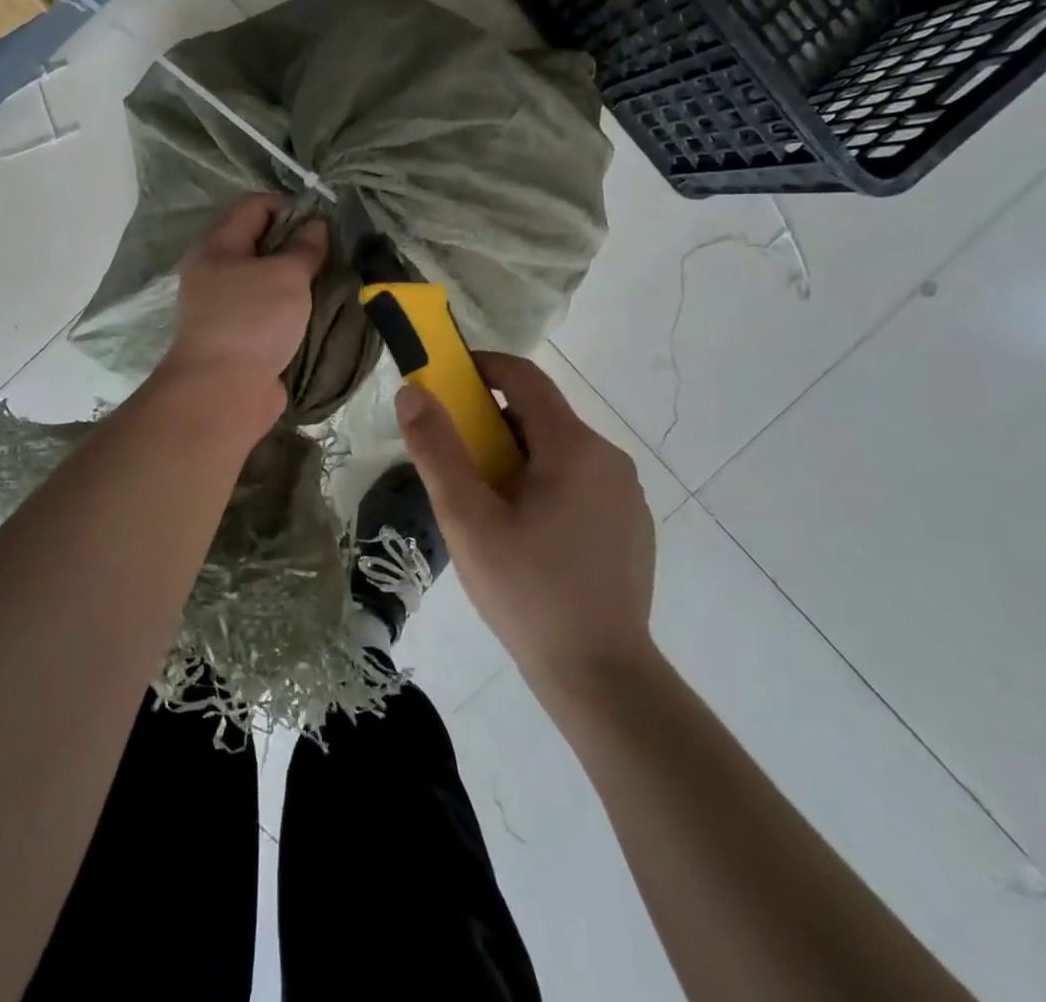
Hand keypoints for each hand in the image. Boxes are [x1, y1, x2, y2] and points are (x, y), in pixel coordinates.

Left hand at [160, 195, 327, 423]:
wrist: (224, 391)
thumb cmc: (253, 320)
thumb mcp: (286, 275)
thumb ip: (305, 247)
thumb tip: (316, 226)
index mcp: (217, 246)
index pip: (254, 206)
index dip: (290, 206)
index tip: (324, 220)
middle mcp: (215, 271)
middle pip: (260, 243)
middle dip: (297, 243)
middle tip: (333, 250)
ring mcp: (225, 306)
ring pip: (267, 279)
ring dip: (298, 279)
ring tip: (332, 278)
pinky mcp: (239, 336)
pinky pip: (270, 310)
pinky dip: (292, 307)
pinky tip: (318, 309)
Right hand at [396, 352, 657, 701]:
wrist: (602, 678)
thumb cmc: (527, 591)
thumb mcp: (467, 520)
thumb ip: (437, 450)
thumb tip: (413, 393)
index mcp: (573, 447)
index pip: (525, 377)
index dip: (482, 368)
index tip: (446, 382)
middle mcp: (608, 458)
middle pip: (540, 418)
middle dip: (492, 427)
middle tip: (457, 466)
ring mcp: (626, 495)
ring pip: (559, 454)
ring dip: (517, 461)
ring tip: (487, 510)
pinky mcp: (632, 527)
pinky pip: (580, 485)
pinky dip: (546, 488)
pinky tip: (529, 540)